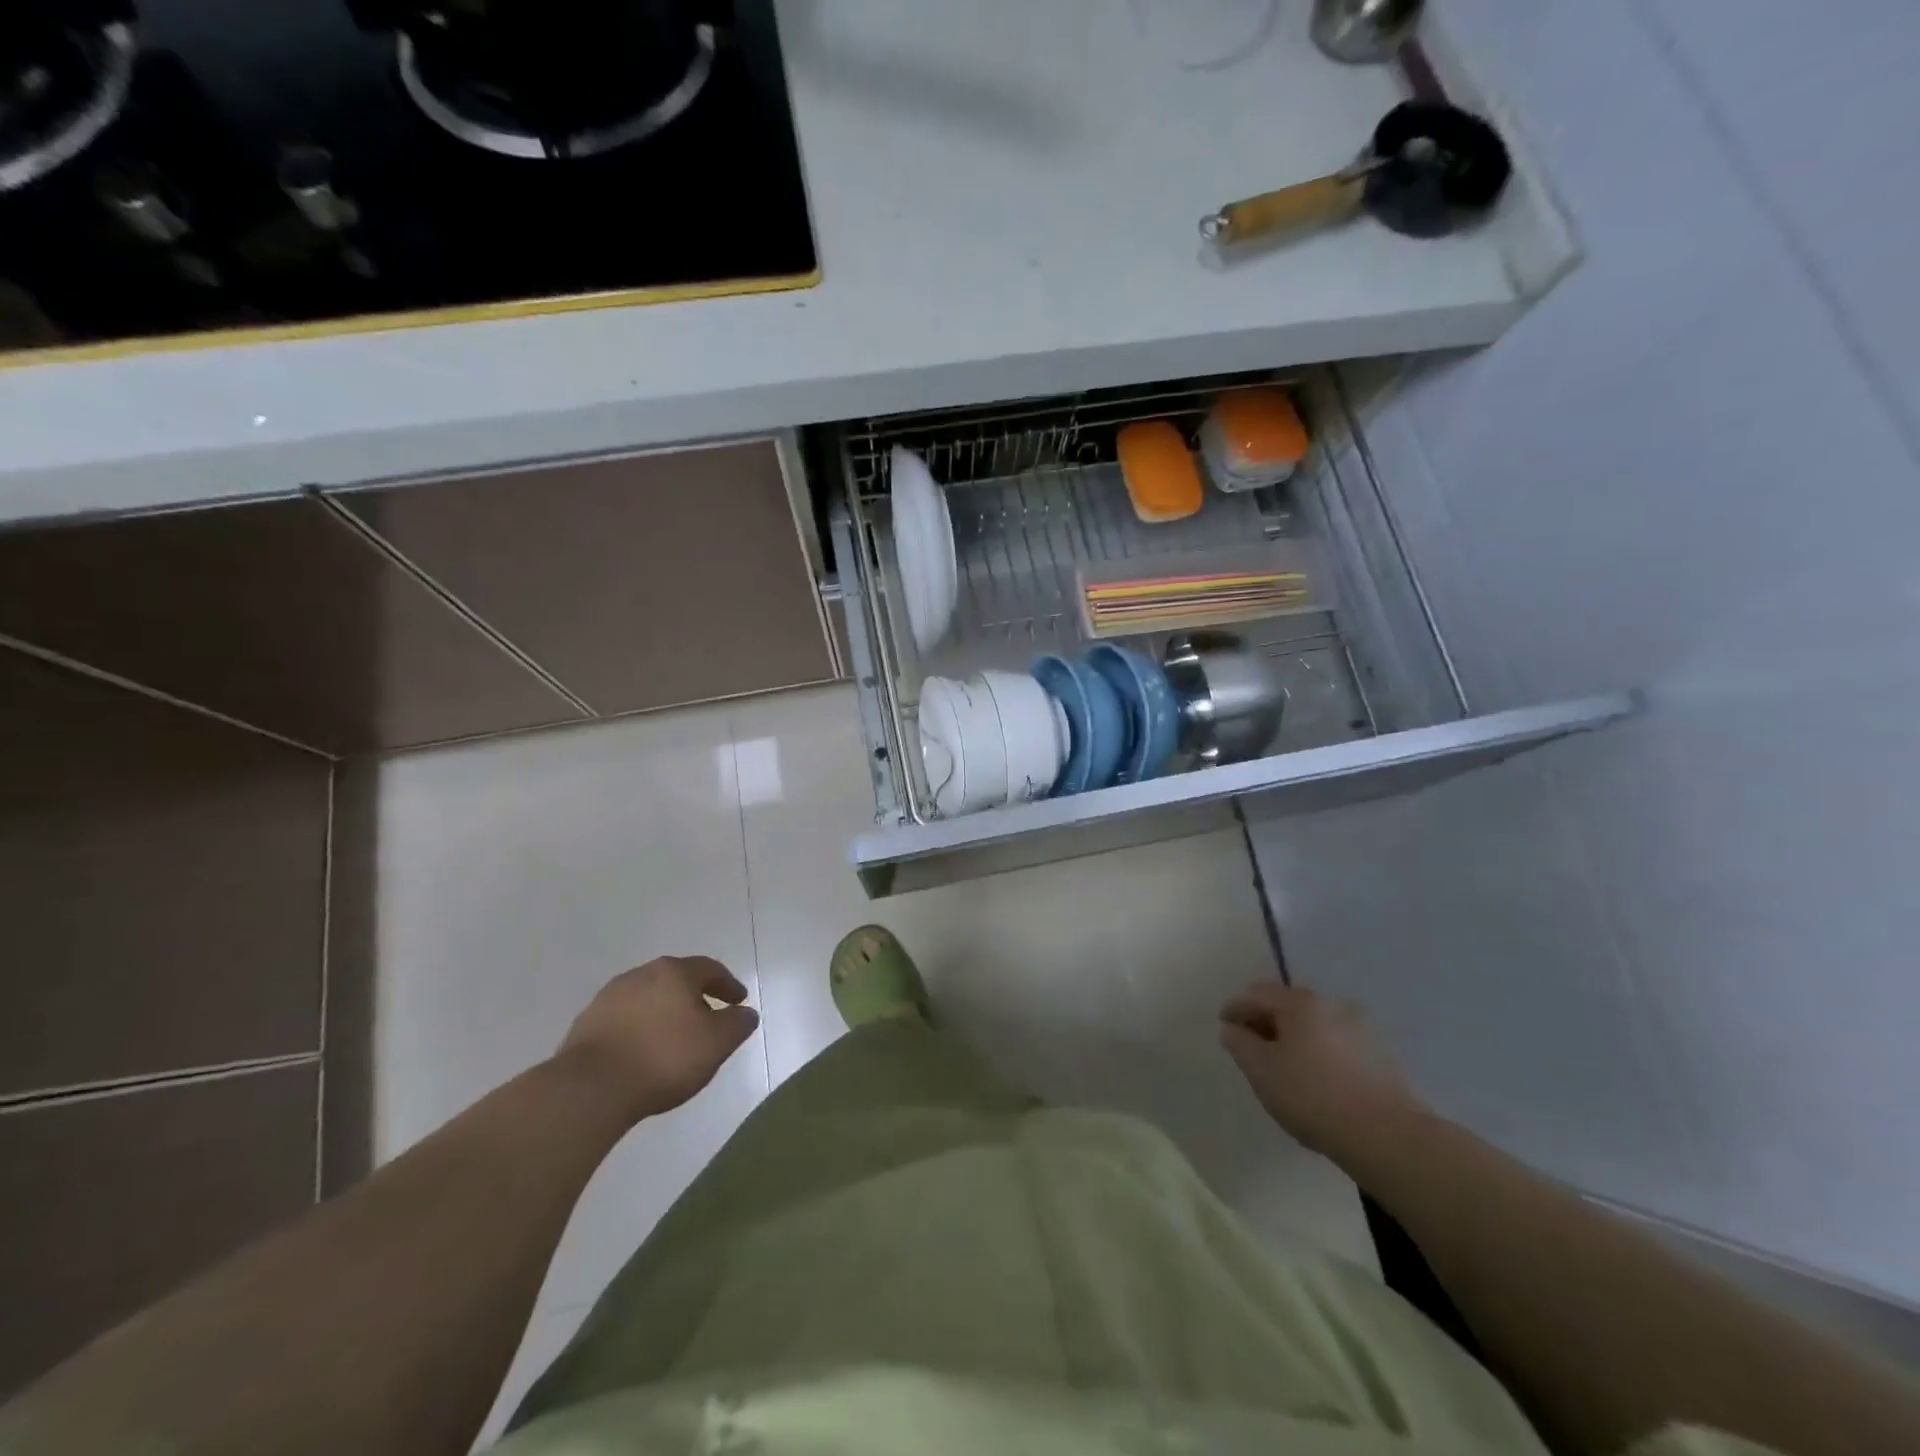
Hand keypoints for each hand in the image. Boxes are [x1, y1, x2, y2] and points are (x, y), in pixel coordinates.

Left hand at [556, 957, 759, 1122]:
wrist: (590, 1088)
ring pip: (648, 999)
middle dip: (695, 997)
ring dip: (665, 1013)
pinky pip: (625, 1020)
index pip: (710, 969)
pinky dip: (641, 1029)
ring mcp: (609, 997)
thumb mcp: (716, 1043)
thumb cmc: (664, 1058)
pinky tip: (644, 1052)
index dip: (728, 984)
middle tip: (709, 1019)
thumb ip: (737, 1024)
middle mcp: (641, 974)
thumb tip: (746, 1013)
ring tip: (675, 1039)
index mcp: (674, 972)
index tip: (739, 1001)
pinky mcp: (586, 1024)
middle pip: (676, 980)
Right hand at [1220, 982, 1423, 1155]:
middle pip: (1287, 1005)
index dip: (1235, 1008)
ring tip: (1283, 1065)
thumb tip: (1233, 1029)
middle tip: (1250, 1046)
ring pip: (1314, 1025)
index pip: (1256, 993)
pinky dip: (1318, 1051)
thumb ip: (1239, 1044)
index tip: (1224, 1027)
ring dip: (1293, 1037)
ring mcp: (1360, 1029)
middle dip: (1265, 1021)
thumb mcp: (1261, 1071)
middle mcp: (1332, 1005)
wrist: (1388, 1137)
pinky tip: (1315, 1078)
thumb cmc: (1313, 1096)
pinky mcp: (1380, 1056)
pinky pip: (1336, 1044)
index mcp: (1301, 1003)